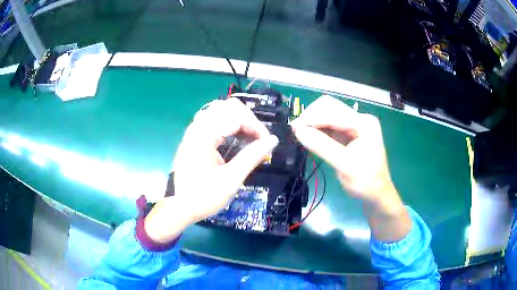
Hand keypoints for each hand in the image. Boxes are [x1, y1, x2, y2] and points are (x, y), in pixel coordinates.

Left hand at [145, 98, 278, 242]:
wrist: (179, 206)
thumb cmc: (204, 196)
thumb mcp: (231, 179)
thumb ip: (252, 156)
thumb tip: (272, 141)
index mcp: (205, 135)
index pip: (237, 116)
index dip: (256, 126)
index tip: (267, 144)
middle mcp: (198, 126)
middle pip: (229, 106)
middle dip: (249, 120)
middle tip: (258, 140)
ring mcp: (194, 130)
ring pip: (222, 110)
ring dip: (239, 121)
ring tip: (249, 139)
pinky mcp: (194, 136)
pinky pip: (215, 119)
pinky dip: (229, 124)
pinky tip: (236, 138)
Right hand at [291, 95, 409, 240]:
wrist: (376, 194)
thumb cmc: (365, 182)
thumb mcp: (344, 165)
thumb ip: (322, 146)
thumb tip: (298, 131)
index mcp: (364, 123)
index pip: (333, 112)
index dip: (312, 118)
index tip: (293, 129)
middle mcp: (359, 119)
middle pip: (329, 107)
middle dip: (311, 116)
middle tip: (296, 132)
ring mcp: (354, 125)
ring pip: (327, 114)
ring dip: (313, 122)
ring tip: (300, 134)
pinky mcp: (348, 133)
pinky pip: (329, 125)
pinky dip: (317, 129)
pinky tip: (309, 137)